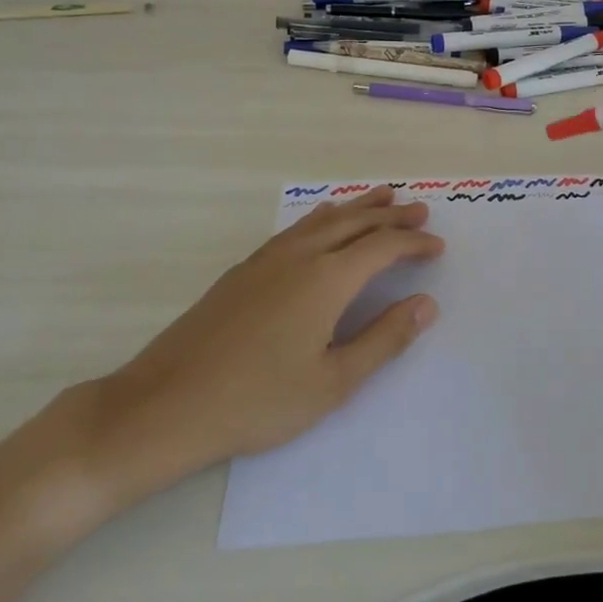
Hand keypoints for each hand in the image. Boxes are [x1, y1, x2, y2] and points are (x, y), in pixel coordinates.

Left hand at [59, 187, 443, 519]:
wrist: (164, 405)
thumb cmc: (257, 400)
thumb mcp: (333, 382)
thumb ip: (384, 339)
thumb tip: (426, 303)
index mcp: (327, 279)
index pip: (383, 247)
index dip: (414, 243)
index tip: (437, 246)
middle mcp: (301, 255)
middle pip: (356, 222)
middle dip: (392, 216)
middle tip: (420, 211)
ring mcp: (267, 258)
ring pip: (324, 219)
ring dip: (358, 207)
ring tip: (383, 196)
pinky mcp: (244, 269)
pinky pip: (296, 228)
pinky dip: (323, 217)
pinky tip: (323, 220)